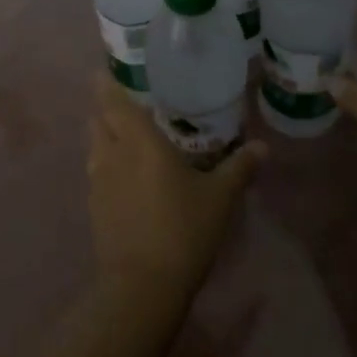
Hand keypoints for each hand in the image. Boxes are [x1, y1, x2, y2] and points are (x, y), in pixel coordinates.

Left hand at [88, 73, 261, 300]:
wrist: (142, 286)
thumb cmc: (183, 230)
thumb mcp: (220, 197)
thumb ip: (239, 167)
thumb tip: (262, 146)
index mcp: (139, 141)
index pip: (114, 100)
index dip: (106, 83)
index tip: (105, 70)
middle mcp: (112, 153)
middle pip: (98, 119)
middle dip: (105, 107)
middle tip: (126, 102)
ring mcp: (97, 182)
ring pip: (93, 145)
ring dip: (104, 135)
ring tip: (124, 135)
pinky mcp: (93, 208)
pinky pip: (95, 173)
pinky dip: (105, 164)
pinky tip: (123, 175)